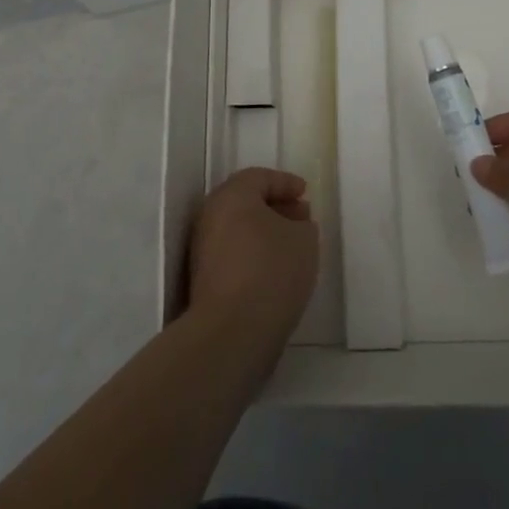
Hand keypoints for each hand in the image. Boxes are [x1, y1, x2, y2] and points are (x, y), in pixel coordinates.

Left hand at [186, 167, 318, 353]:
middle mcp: (211, 216)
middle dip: (275, 206)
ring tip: (292, 246)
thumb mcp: (304, 239)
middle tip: (300, 217)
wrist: (232, 331)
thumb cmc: (271, 271)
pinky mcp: (203, 279)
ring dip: (264, 232)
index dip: (285, 183)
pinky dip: (253, 252)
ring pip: (237, 229)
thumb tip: (293, 223)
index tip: (305, 193)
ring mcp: (202, 249)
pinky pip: (233, 253)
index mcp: (232, 196)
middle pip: (245, 201)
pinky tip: (275, 270)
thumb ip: (302, 223)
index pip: (259, 177)